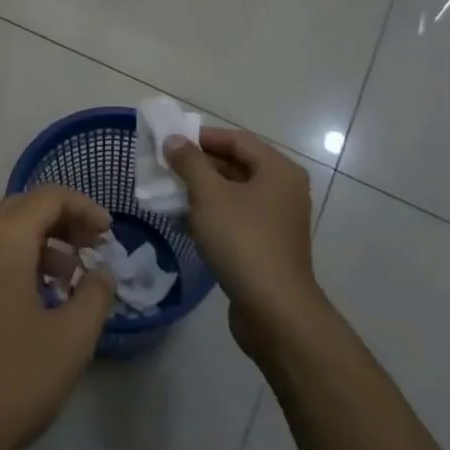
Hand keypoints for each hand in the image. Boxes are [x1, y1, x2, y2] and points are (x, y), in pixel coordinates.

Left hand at [0, 187, 115, 449]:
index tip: (109, 234)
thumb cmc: (7, 379)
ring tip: (65, 281)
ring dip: (38, 245)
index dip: (84, 208)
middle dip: (61, 222)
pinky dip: (15, 264)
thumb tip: (102, 271)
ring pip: (1, 235)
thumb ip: (94, 296)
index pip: (49, 196)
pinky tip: (32, 306)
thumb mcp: (70, 341)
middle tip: (90, 250)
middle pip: (22, 209)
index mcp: (4, 237)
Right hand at [167, 129, 323, 364]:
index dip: (203, 137)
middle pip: (237, 165)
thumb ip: (190, 162)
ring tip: (168, 194)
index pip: (237, 139)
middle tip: (166, 168)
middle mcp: (283, 190)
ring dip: (202, 192)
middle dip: (200, 166)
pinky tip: (182, 223)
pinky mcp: (267, 247)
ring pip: (234, 195)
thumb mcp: (209, 195)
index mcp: (278, 170)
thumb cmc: (243, 241)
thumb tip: (174, 140)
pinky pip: (236, 220)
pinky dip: (211, 216)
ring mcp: (277, 221)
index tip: (171, 142)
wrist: (274, 312)